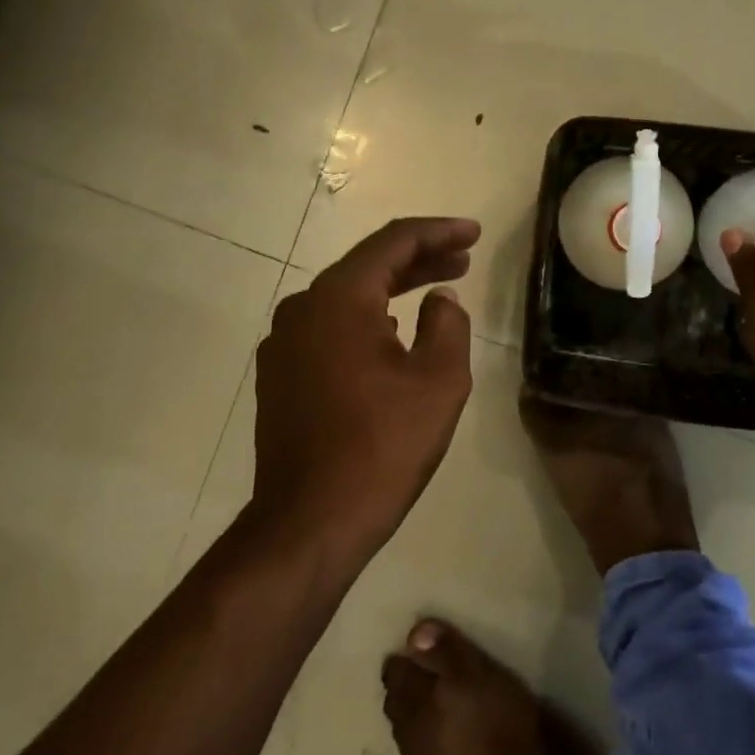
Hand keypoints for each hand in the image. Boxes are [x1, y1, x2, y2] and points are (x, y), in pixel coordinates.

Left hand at [252, 218, 479, 564]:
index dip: (438, 232)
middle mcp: (302, 309)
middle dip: (420, 259)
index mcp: (339, 299)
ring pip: (348, 298)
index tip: (474, 232)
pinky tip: (395, 333)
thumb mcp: (439, 380)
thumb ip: (448, 324)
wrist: (310, 521)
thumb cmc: (383, 446)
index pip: (393, 243)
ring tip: (437, 290)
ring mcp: (284, 343)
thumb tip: (439, 299)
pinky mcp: (280, 375)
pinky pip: (331, 328)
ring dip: (394, 290)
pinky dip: (368, 319)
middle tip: (464, 259)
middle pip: (368, 266)